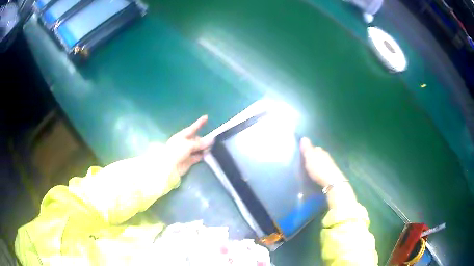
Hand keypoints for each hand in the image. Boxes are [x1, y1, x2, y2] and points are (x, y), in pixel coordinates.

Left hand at [166, 115, 213, 175]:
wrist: (169, 167)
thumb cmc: (176, 152)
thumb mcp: (188, 145)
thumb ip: (200, 143)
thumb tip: (211, 140)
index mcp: (181, 136)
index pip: (192, 128)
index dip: (199, 123)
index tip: (206, 117)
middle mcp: (184, 143)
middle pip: (196, 139)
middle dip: (203, 139)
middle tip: (212, 141)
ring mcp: (186, 152)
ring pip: (197, 148)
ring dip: (204, 148)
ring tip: (212, 147)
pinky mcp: (189, 161)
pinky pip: (197, 156)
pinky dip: (202, 155)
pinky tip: (208, 154)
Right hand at [300, 137, 346, 187]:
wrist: (331, 180)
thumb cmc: (319, 168)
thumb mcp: (309, 157)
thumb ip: (306, 148)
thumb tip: (304, 137)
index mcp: (319, 150)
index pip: (314, 147)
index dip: (309, 151)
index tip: (304, 155)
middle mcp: (325, 154)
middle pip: (319, 154)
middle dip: (313, 157)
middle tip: (307, 163)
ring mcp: (330, 163)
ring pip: (322, 161)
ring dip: (318, 164)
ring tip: (311, 169)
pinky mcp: (331, 171)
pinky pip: (324, 168)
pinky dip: (321, 169)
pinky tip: (318, 174)